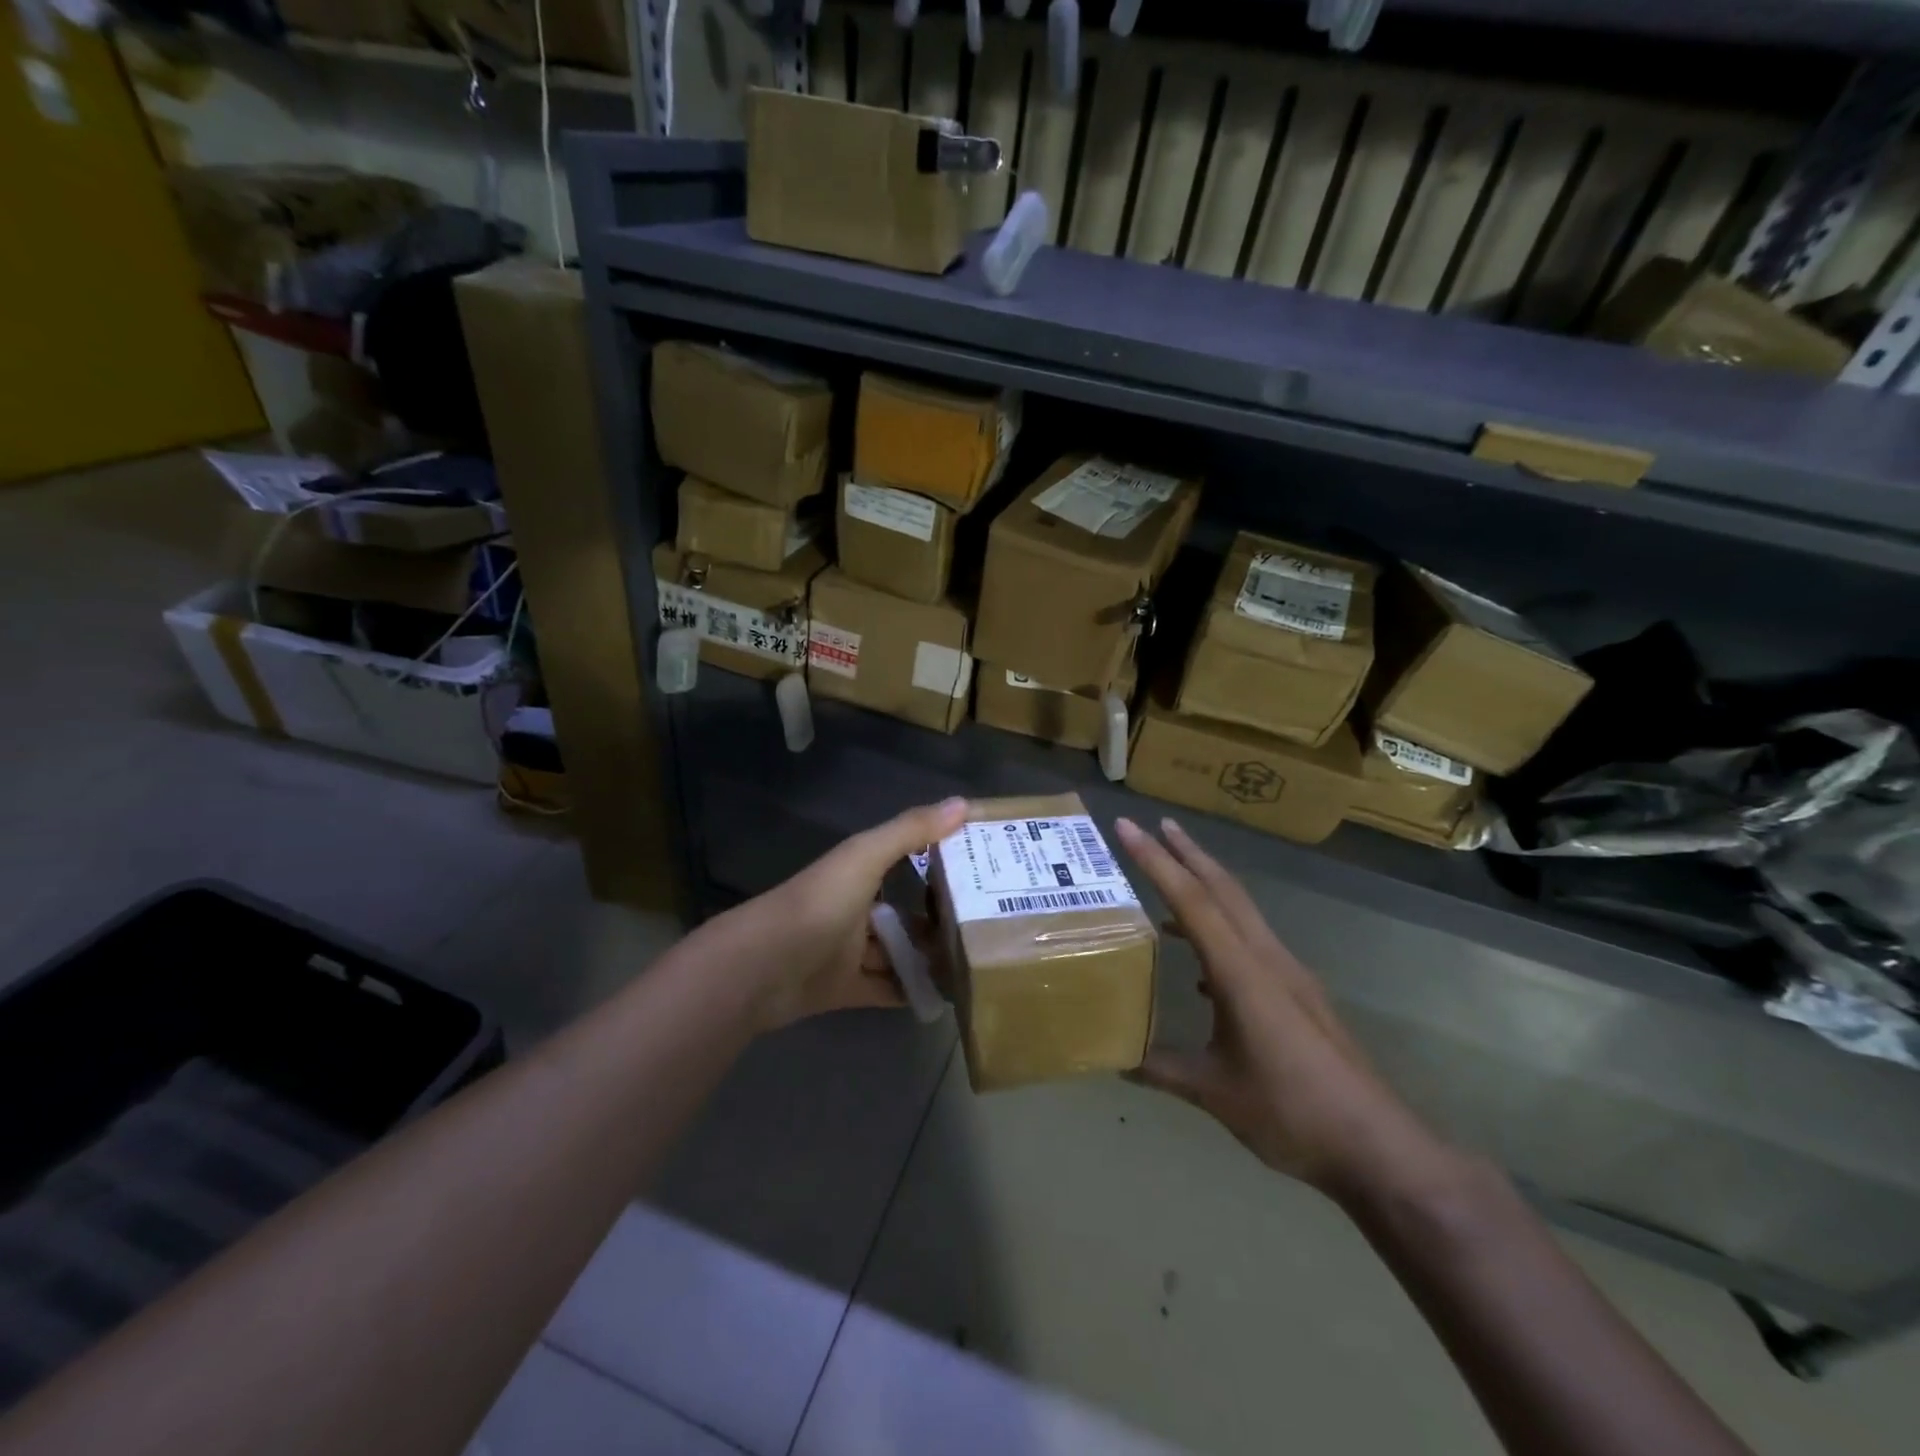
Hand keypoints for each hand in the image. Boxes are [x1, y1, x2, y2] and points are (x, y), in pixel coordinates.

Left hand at [726, 797, 968, 1030]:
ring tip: (973, 964)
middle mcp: (854, 909)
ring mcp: (848, 952)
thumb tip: (964, 803)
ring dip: (927, 959)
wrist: (763, 968)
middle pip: (903, 914)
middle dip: (937, 921)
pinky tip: (944, 996)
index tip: (980, 870)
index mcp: (857, 873)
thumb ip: (911, 831)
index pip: (903, 861)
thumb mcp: (866, 857)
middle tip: (986, 928)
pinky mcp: (845, 989)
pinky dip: (910, 992)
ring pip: (896, 953)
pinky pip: (886, 989)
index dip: (936, 862)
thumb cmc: (819, 903)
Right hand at [1114, 816, 1454, 1202]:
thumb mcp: (1214, 1091)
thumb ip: (1161, 1069)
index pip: (1190, 900)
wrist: (1377, 1146)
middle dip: (1188, 853)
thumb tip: (1115, 1058)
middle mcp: (1266, 958)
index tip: (1129, 826)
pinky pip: (1252, 941)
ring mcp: (1289, 973)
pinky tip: (1203, 965)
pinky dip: (1222, 930)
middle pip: (1223, 889)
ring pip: (1241, 911)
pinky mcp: (1300, 993)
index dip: (1155, 860)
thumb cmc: (1290, 1111)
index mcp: (1240, 970)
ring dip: (1207, 886)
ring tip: (1174, 878)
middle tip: (1157, 824)